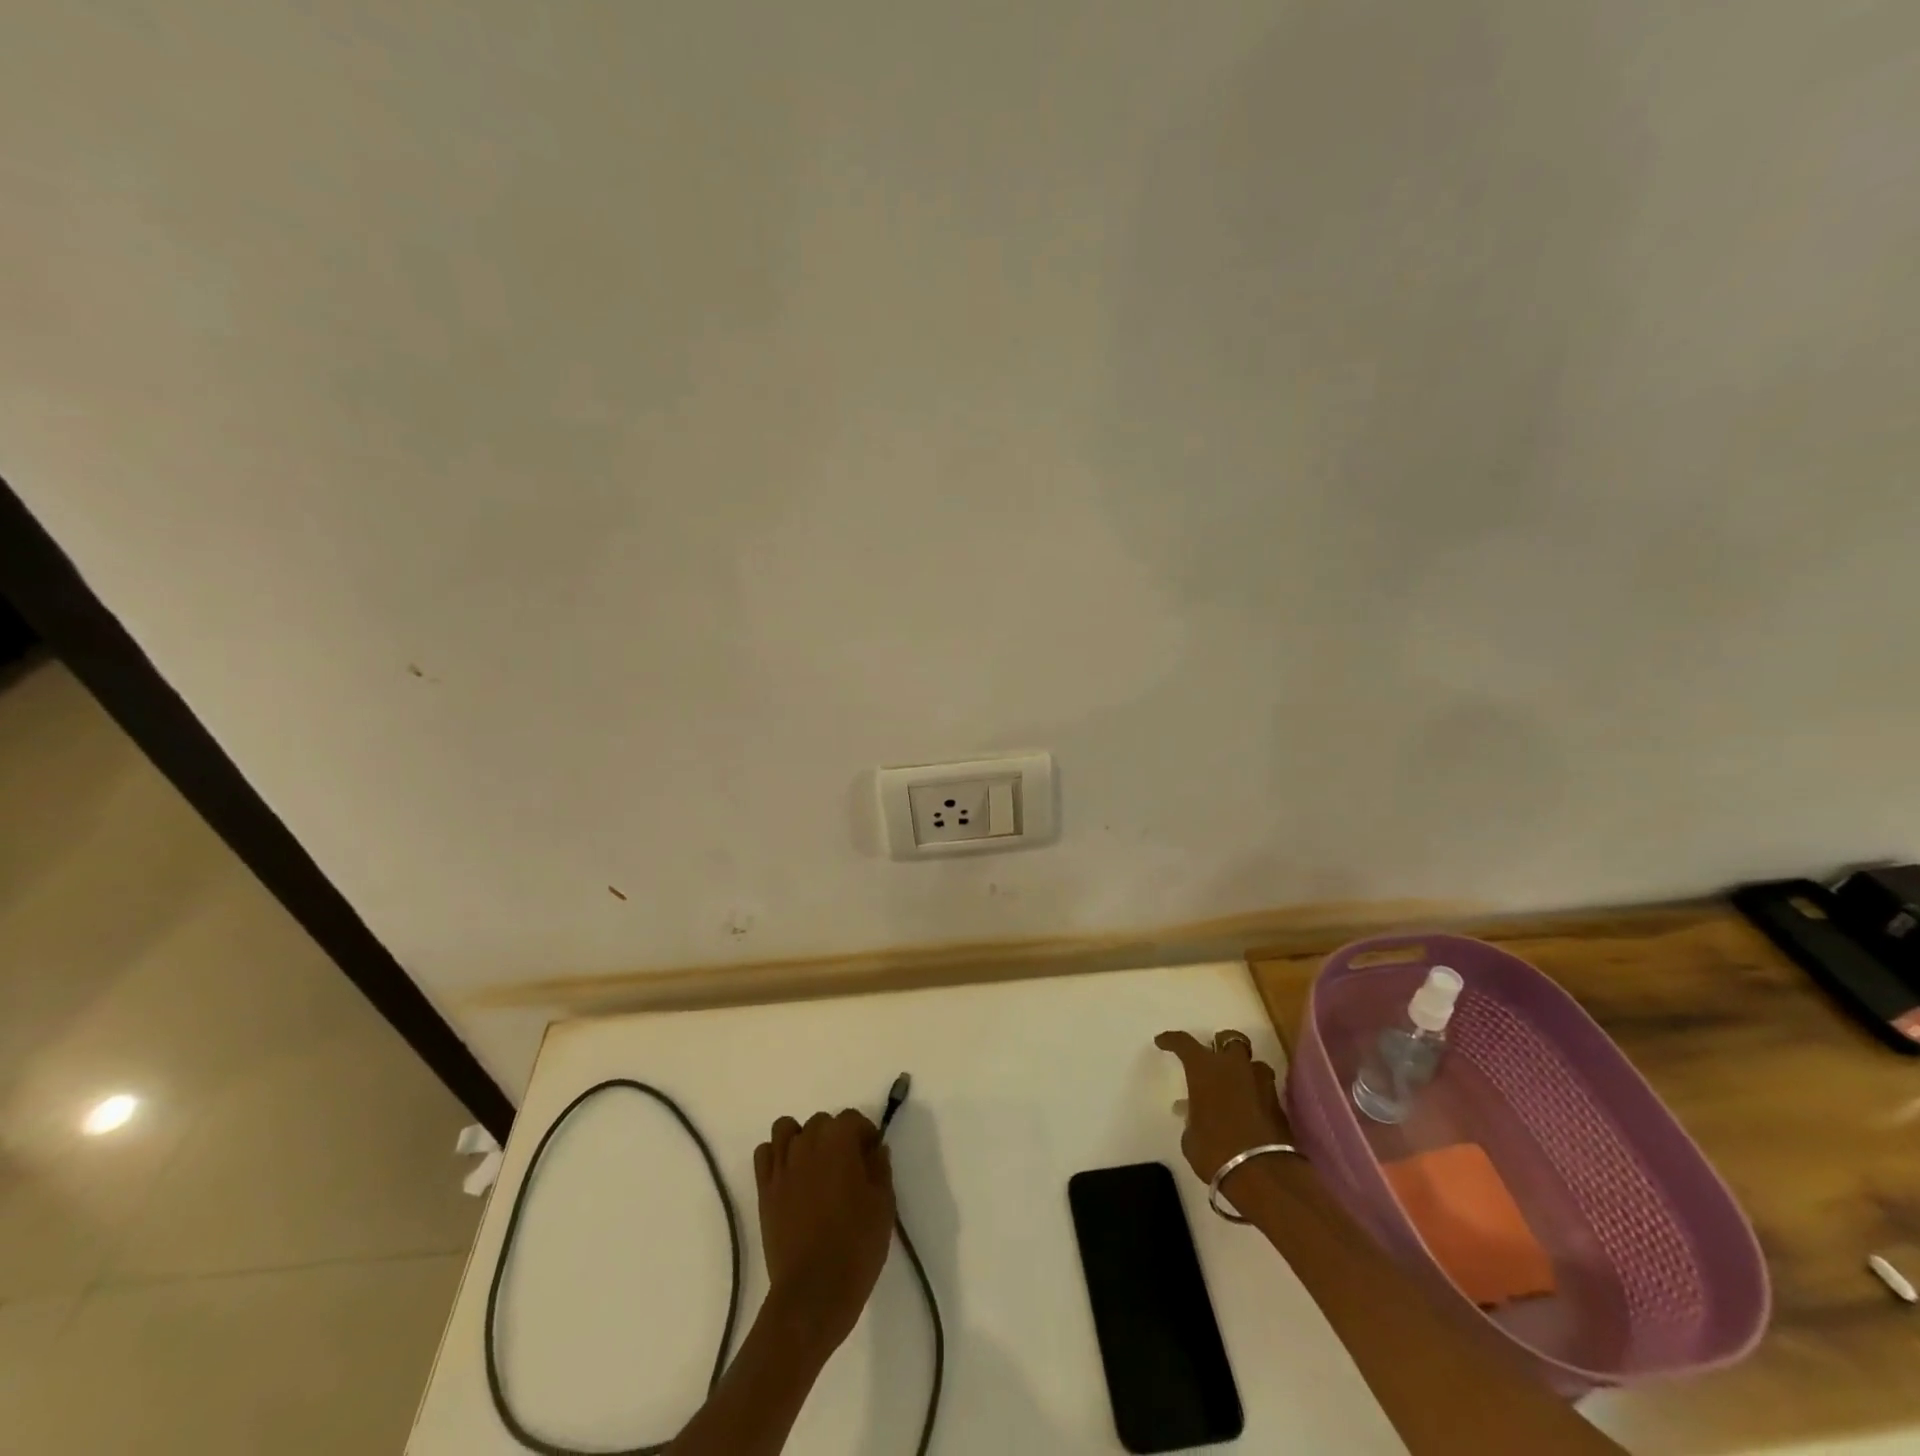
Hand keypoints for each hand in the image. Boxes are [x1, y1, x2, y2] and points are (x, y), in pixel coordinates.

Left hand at [753, 1110, 895, 1350]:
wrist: (814, 1292)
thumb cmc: (856, 1246)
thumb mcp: (883, 1205)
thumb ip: (880, 1169)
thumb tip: (875, 1150)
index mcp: (839, 1141)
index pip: (852, 1118)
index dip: (865, 1134)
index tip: (872, 1156)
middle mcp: (807, 1143)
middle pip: (821, 1122)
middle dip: (836, 1136)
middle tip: (848, 1167)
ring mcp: (782, 1166)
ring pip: (787, 1130)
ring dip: (802, 1139)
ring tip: (815, 1166)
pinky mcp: (764, 1189)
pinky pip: (764, 1154)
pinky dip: (776, 1156)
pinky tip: (790, 1177)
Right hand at [1155, 1030, 1291, 1186]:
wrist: (1263, 1175)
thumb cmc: (1215, 1151)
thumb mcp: (1191, 1137)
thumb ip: (1192, 1117)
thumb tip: (1192, 1112)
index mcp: (1204, 1069)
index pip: (1184, 1043)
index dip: (1171, 1040)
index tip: (1162, 1042)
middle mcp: (1234, 1067)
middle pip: (1230, 1039)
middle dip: (1221, 1045)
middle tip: (1214, 1058)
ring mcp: (1260, 1083)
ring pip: (1253, 1063)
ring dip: (1244, 1070)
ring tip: (1235, 1086)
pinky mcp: (1279, 1104)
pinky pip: (1264, 1088)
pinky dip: (1256, 1094)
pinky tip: (1248, 1109)